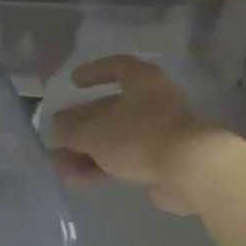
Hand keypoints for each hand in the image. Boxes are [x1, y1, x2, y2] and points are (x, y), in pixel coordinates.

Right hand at [49, 55, 223, 214]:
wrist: (189, 171)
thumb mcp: (94, 132)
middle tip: (58, 135)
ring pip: (116, 138)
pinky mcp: (163, 161)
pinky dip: (101, 166)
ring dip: (87, 150)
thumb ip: (71, 129)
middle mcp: (154, 102)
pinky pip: (125, 159)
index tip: (73, 83)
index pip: (117, 66)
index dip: (94, 72)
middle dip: (82, 124)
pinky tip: (77, 179)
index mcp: (142, 81)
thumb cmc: (139, 136)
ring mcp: (160, 133)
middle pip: (112, 109)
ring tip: (60, 165)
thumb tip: (56, 126)